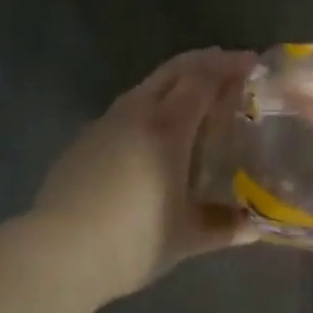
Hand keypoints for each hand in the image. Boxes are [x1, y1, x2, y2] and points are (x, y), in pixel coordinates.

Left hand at [31, 48, 258, 302]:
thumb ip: (223, 227)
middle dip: (205, 61)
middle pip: (176, 69)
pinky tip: (154, 130)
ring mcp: (107, 121)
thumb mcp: (184, 238)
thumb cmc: (131, 241)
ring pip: (149, 84)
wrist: (58, 252)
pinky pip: (127, 106)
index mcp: (168, 127)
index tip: (252, 62)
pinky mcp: (86, 136)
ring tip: (196, 95)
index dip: (229, 66)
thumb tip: (254, 225)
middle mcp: (138, 111)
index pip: (203, 78)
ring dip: (177, 79)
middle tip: (230, 66)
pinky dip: (152, 102)